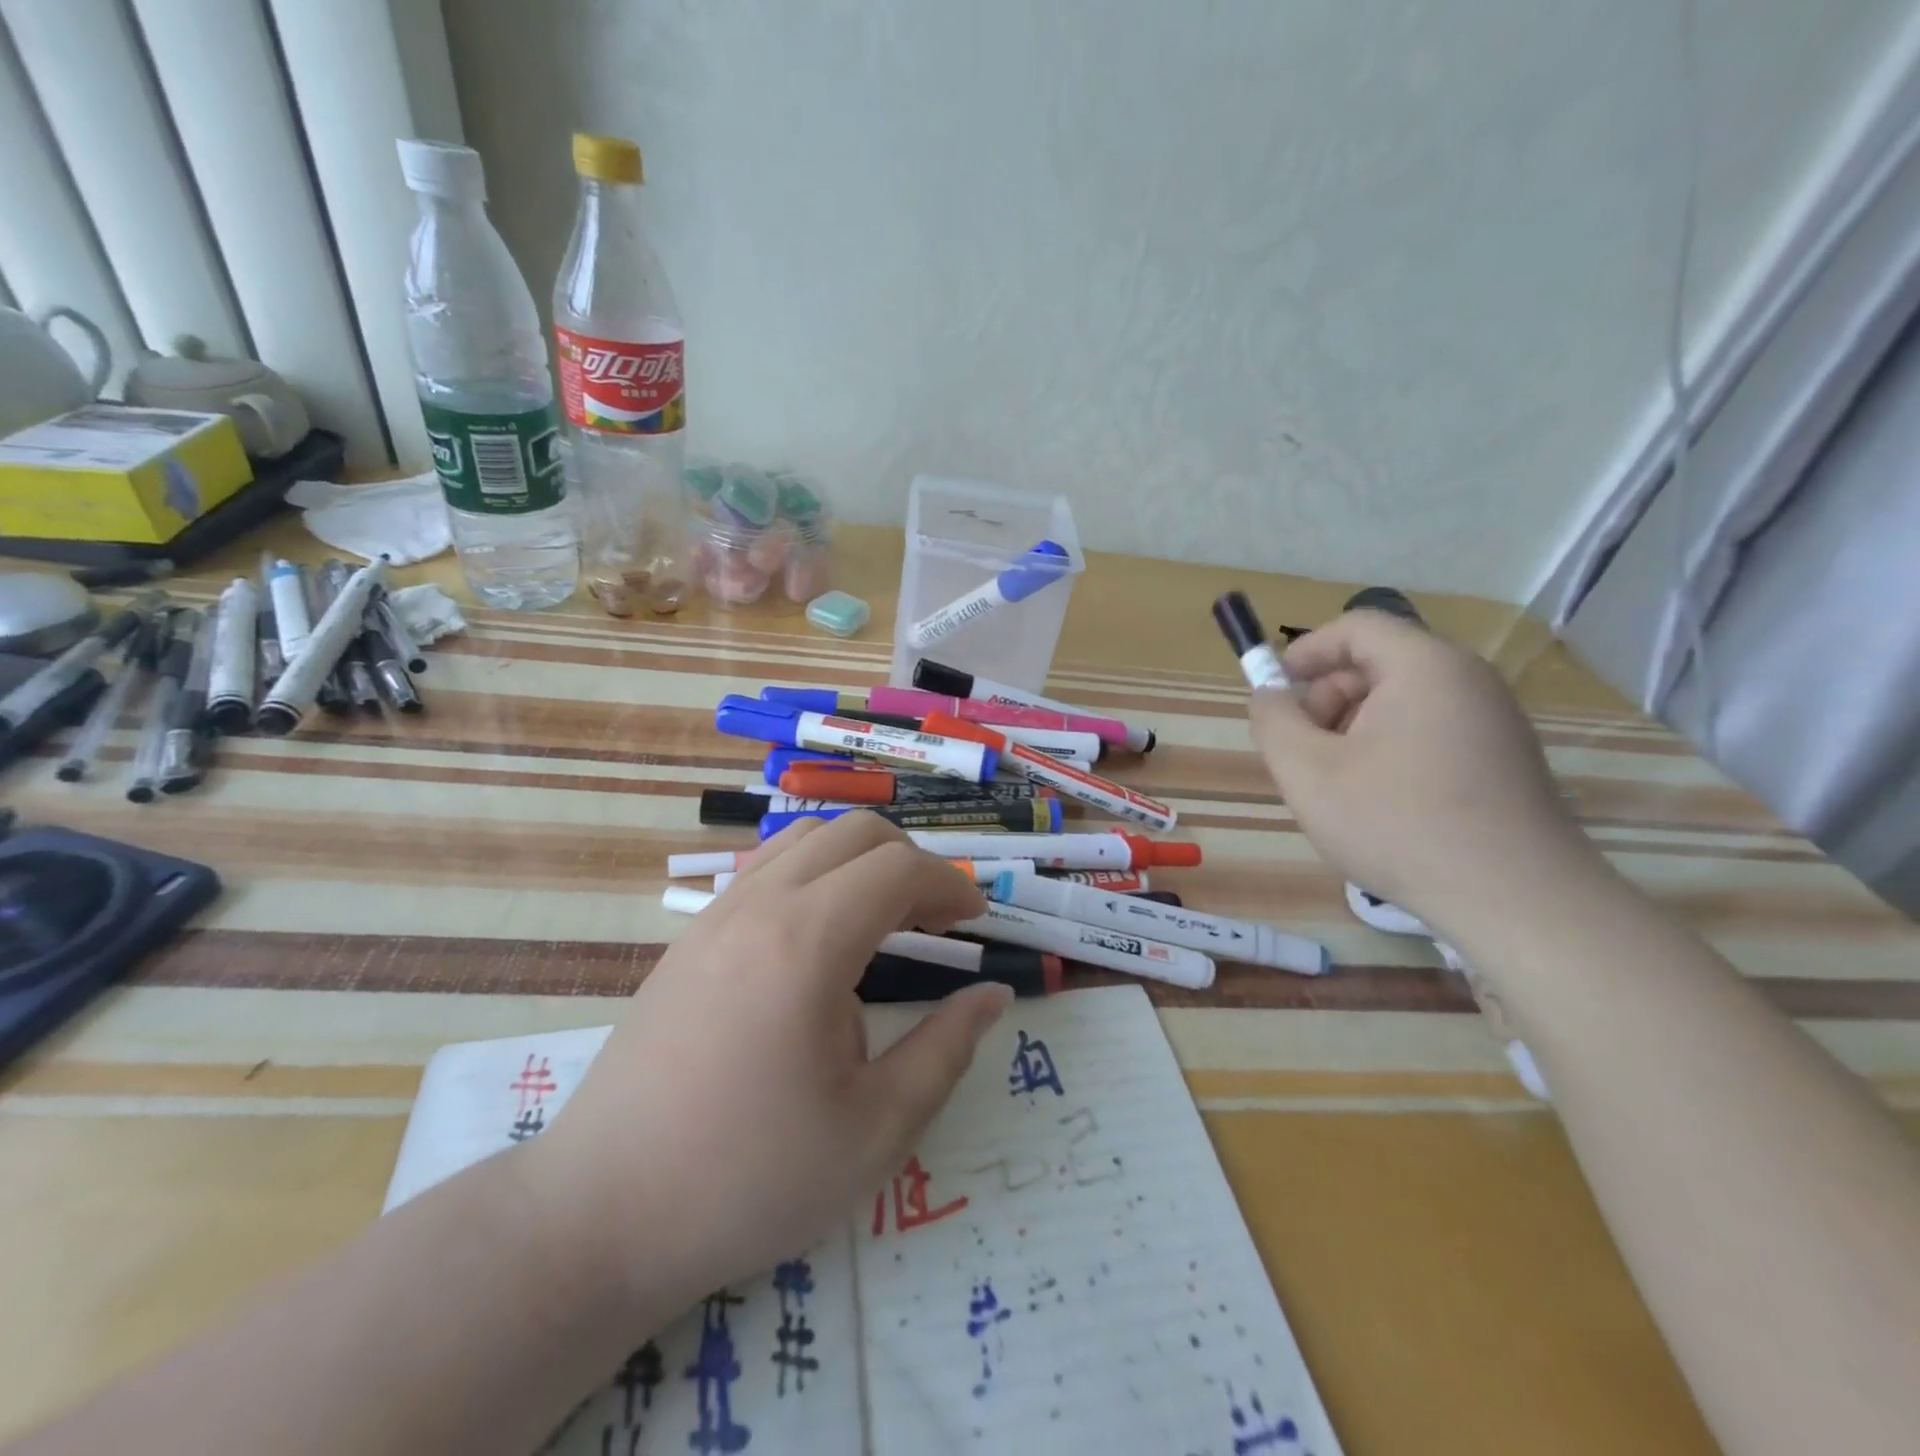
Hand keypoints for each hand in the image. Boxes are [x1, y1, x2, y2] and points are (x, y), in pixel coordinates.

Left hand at [526, 812, 1009, 1322]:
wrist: (601, 1214)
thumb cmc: (748, 1178)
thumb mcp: (874, 1131)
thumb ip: (946, 1050)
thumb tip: (993, 995)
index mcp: (808, 942)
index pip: (898, 869)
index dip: (950, 885)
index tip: (976, 922)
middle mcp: (760, 905)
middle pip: (855, 832)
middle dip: (911, 861)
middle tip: (938, 918)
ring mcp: (716, 914)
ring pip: (806, 837)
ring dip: (860, 858)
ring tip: (885, 915)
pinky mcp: (690, 936)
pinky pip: (765, 866)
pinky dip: (814, 871)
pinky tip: (820, 932)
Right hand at [1247, 610, 1593, 929]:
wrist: (1516, 900)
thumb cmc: (1397, 823)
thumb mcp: (1307, 771)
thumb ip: (1273, 721)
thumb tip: (1268, 696)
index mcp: (1425, 667)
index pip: (1357, 627)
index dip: (1307, 651)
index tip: (1276, 691)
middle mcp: (1468, 681)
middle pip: (1379, 664)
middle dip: (1327, 699)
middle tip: (1302, 751)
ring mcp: (1494, 721)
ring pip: (1402, 702)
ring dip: (1354, 730)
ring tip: (1337, 785)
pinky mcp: (1505, 759)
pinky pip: (1430, 732)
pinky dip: (1390, 750)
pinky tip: (1380, 803)